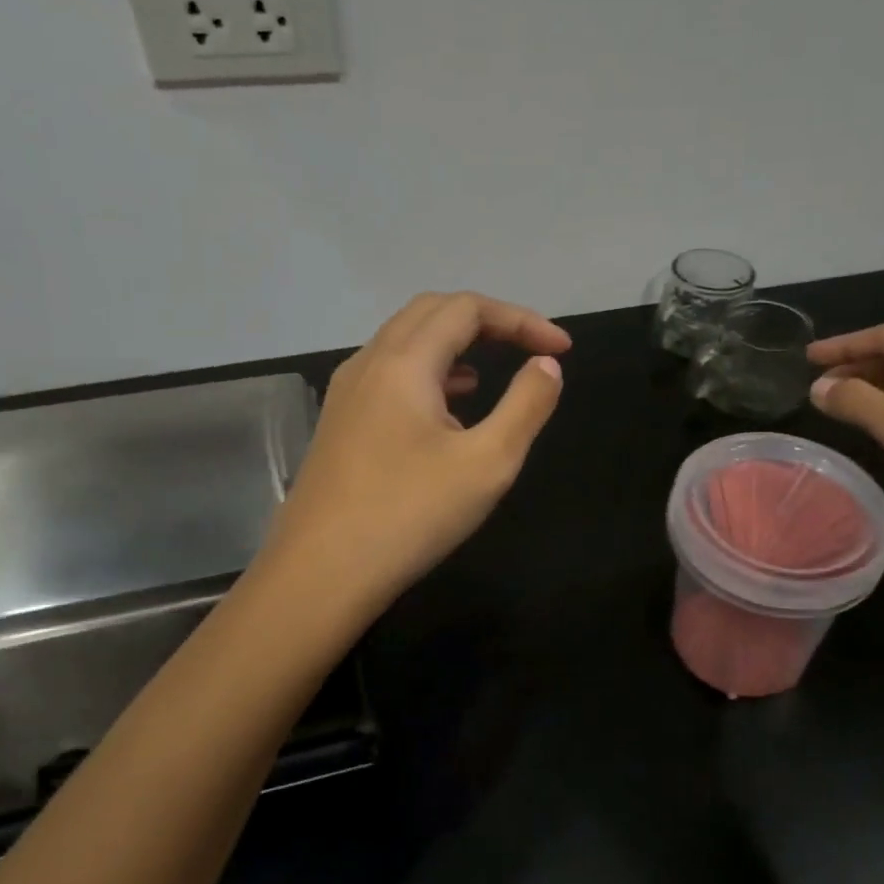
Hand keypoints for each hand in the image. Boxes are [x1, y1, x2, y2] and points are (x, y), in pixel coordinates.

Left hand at [262, 292, 571, 614]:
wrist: (320, 573)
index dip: (521, 319)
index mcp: (404, 362)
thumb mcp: (487, 463)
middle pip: (431, 313)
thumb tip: (546, 364)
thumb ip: (526, 405)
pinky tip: (447, 411)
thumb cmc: (410, 515)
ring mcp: (347, 394)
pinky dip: (428, 374)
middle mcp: (369, 363)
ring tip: (492, 375)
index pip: (467, 309)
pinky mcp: (339, 423)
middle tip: (529, 349)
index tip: (563, 348)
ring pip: (405, 343)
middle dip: (487, 322)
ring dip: (455, 345)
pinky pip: (389, 375)